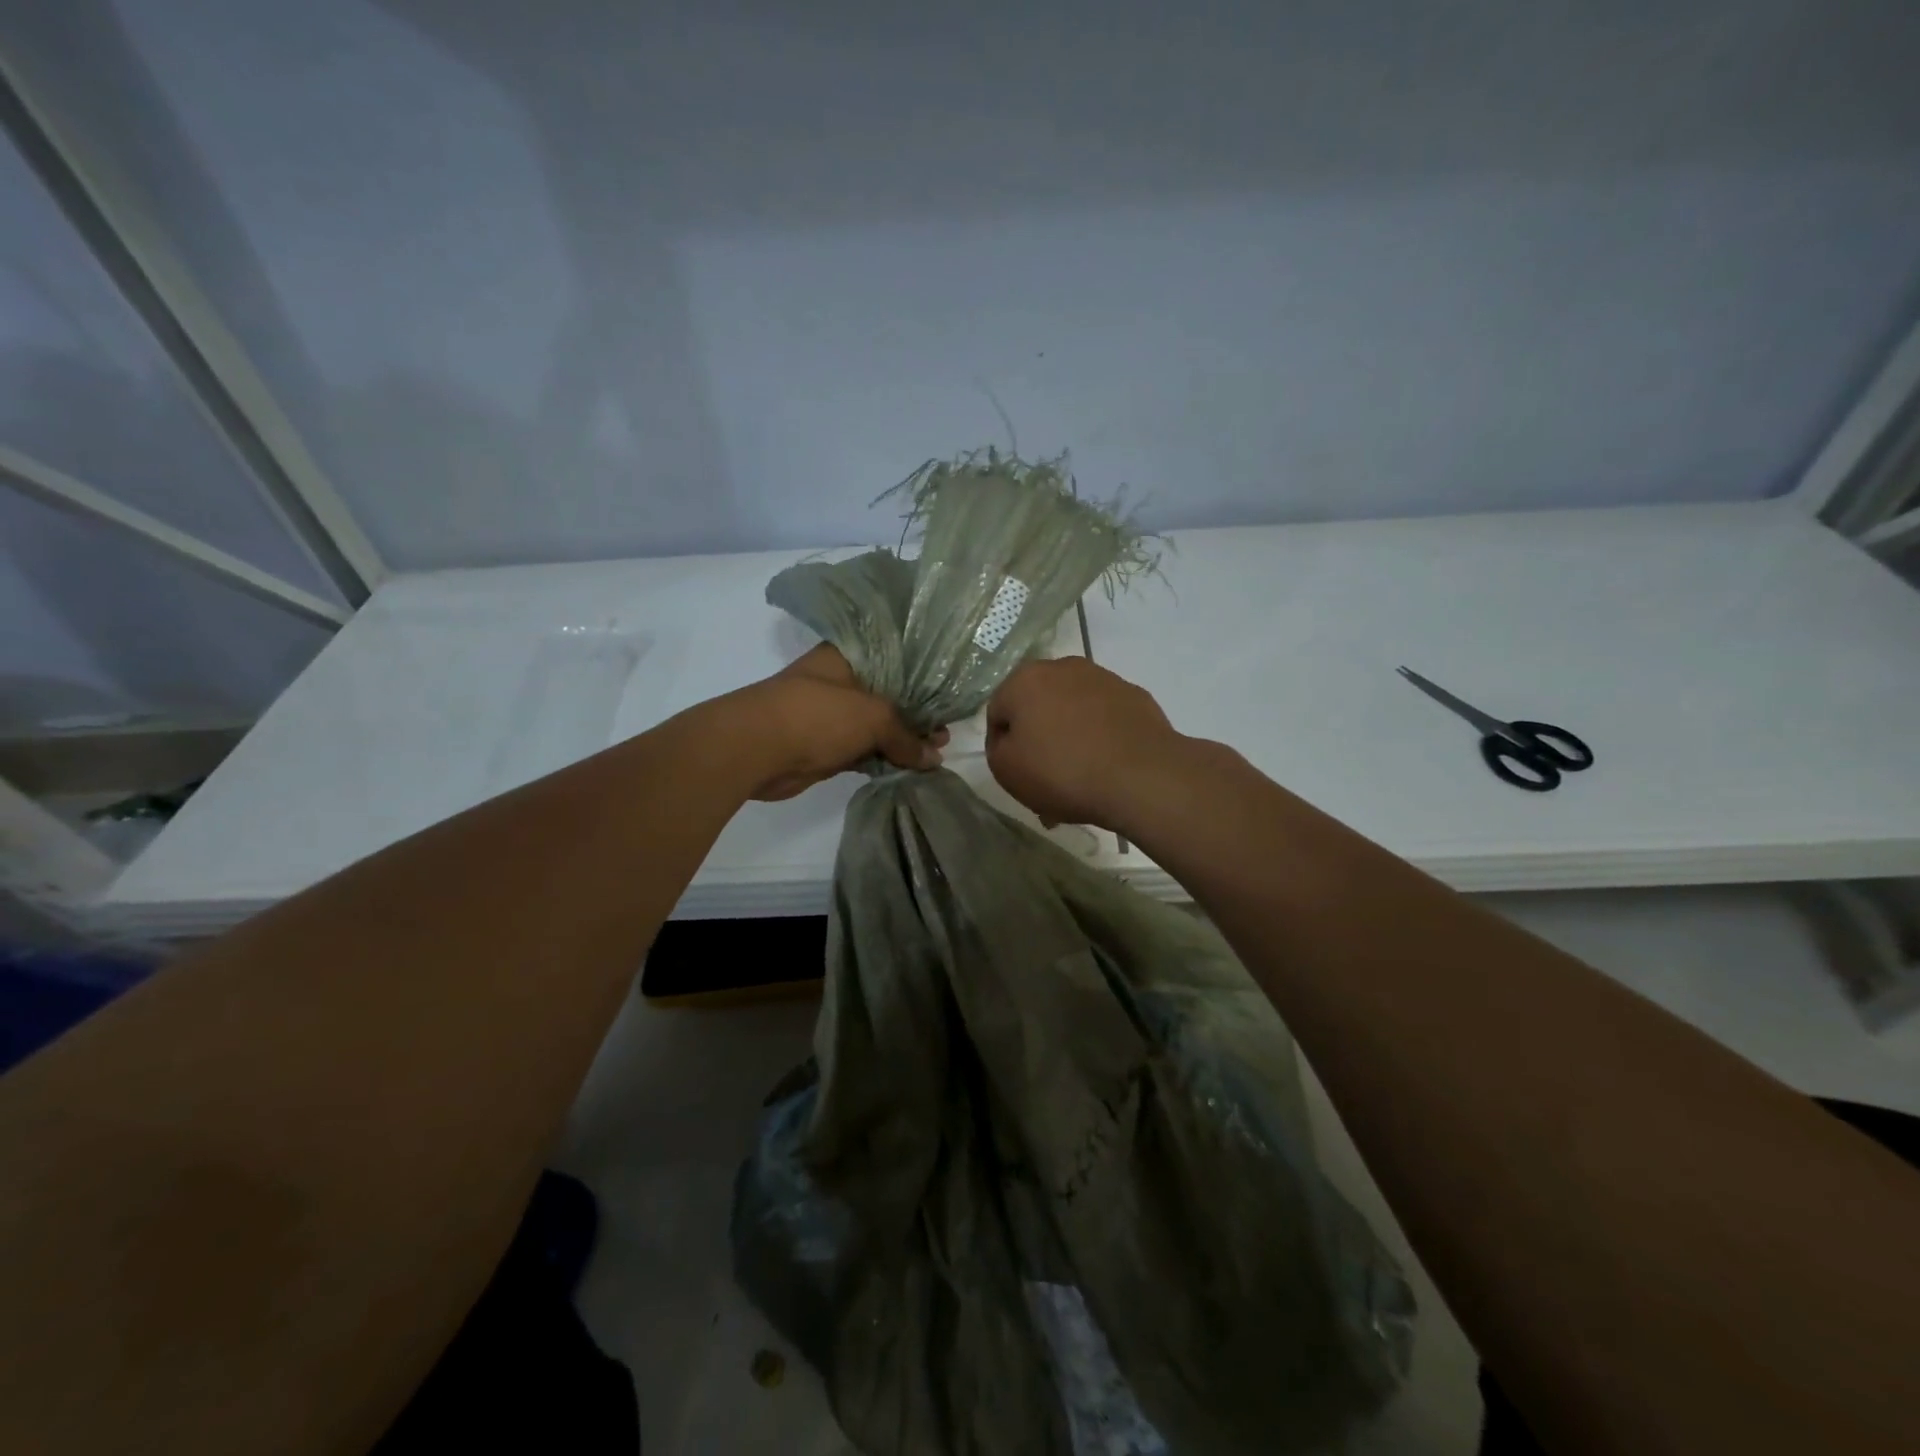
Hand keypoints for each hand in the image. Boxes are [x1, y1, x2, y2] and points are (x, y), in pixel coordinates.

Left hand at [733, 644, 946, 801]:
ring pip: (877, 726)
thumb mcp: (872, 717)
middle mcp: (842, 681)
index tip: (950, 694)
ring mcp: (833, 715)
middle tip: (946, 732)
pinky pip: (864, 750)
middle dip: (918, 715)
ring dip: (903, 741)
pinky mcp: (827, 746)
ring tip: (937, 753)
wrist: (755, 749)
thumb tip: (934, 759)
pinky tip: (912, 768)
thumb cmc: (817, 715)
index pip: (896, 660)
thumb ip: (906, 736)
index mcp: (850, 657)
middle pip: (890, 696)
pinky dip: (885, 759)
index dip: (924, 677)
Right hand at [985, 657, 1183, 830]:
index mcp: (1024, 679)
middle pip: (1038, 707)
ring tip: (1079, 779)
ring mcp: (1103, 679)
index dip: (1002, 747)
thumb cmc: (1062, 771)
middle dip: (1038, 740)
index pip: (998, 713)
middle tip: (1045, 780)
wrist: (1141, 776)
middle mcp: (1062, 668)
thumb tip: (1010, 739)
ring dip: (1069, 738)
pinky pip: (1105, 718)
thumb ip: (997, 749)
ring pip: (1073, 712)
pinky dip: (1100, 737)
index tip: (1017, 775)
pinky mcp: (1134, 696)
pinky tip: (1106, 768)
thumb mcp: (1007, 771)